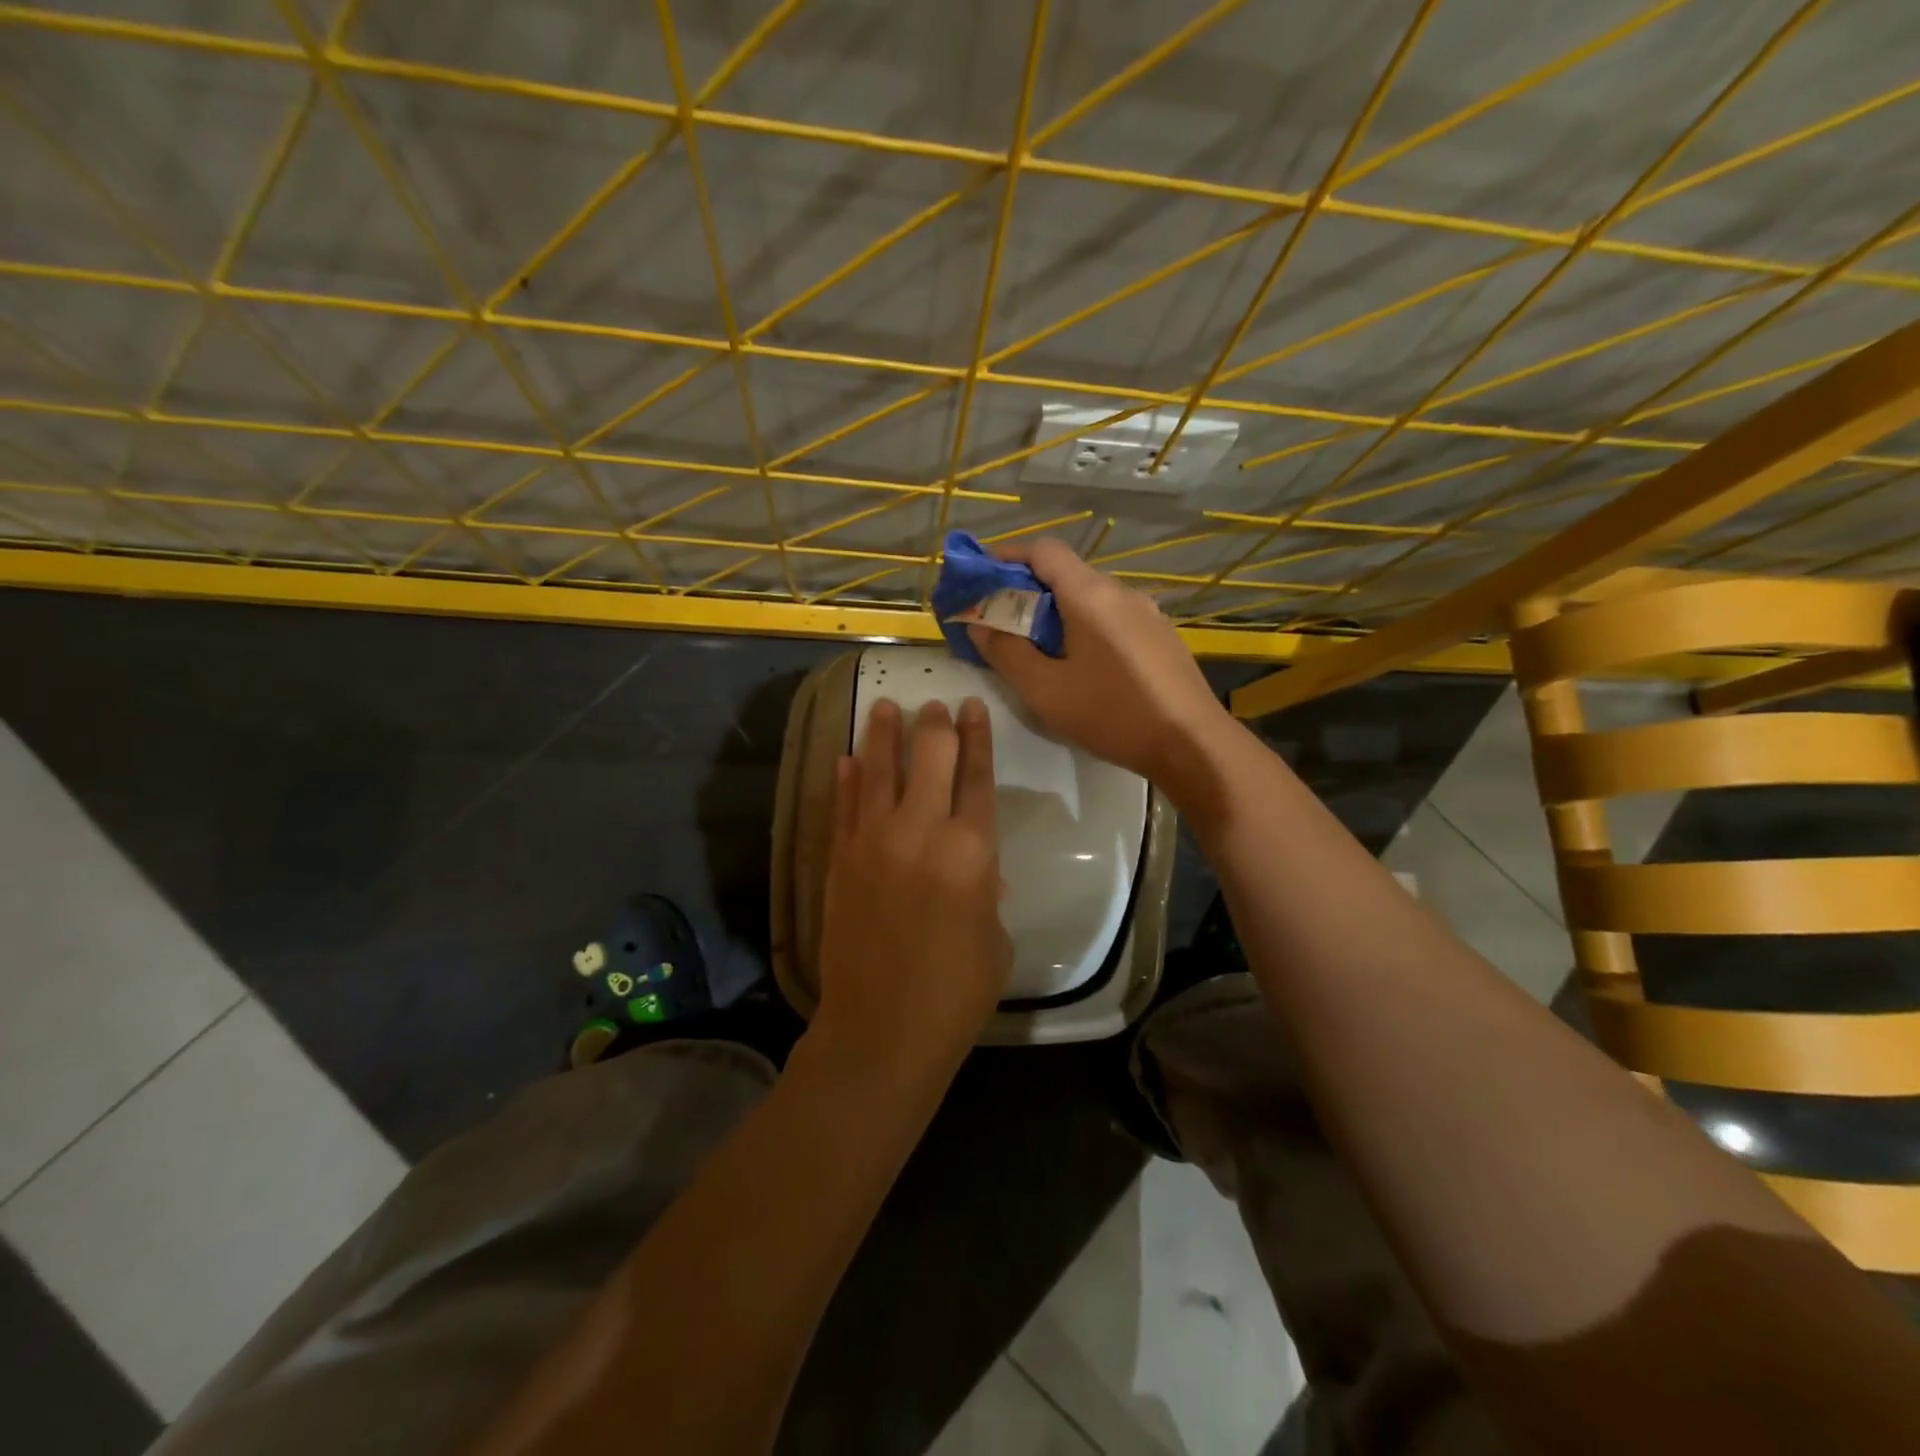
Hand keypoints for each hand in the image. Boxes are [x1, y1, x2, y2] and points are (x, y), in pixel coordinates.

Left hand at [813, 697, 1011, 1076]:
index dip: (977, 735)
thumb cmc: (956, 992)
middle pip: (929, 756)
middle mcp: (922, 830)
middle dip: (934, 724)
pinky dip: (844, 779)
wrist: (882, 1029)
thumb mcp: (994, 939)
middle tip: (934, 704)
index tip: (972, 707)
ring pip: (877, 769)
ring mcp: (874, 840)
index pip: (977, 774)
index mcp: (972, 848)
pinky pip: (842, 806)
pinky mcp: (840, 859)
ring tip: (885, 707)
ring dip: (883, 734)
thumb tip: (980, 871)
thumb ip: (987, 893)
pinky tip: (844, 758)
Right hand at [968, 538, 1228, 784]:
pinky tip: (1083, 664)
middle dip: (1028, 591)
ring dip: (1059, 612)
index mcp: (1090, 594)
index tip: (982, 579)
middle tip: (1003, 623)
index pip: (1044, 550)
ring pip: (1091, 598)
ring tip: (1040, 648)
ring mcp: (1147, 612)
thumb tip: (979, 624)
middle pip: (1067, 573)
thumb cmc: (1111, 713)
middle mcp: (1121, 592)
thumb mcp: (1044, 690)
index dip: (1008, 556)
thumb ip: (1006, 652)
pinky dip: (1086, 626)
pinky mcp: (1162, 636)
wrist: (1191, 743)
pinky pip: (1113, 617)